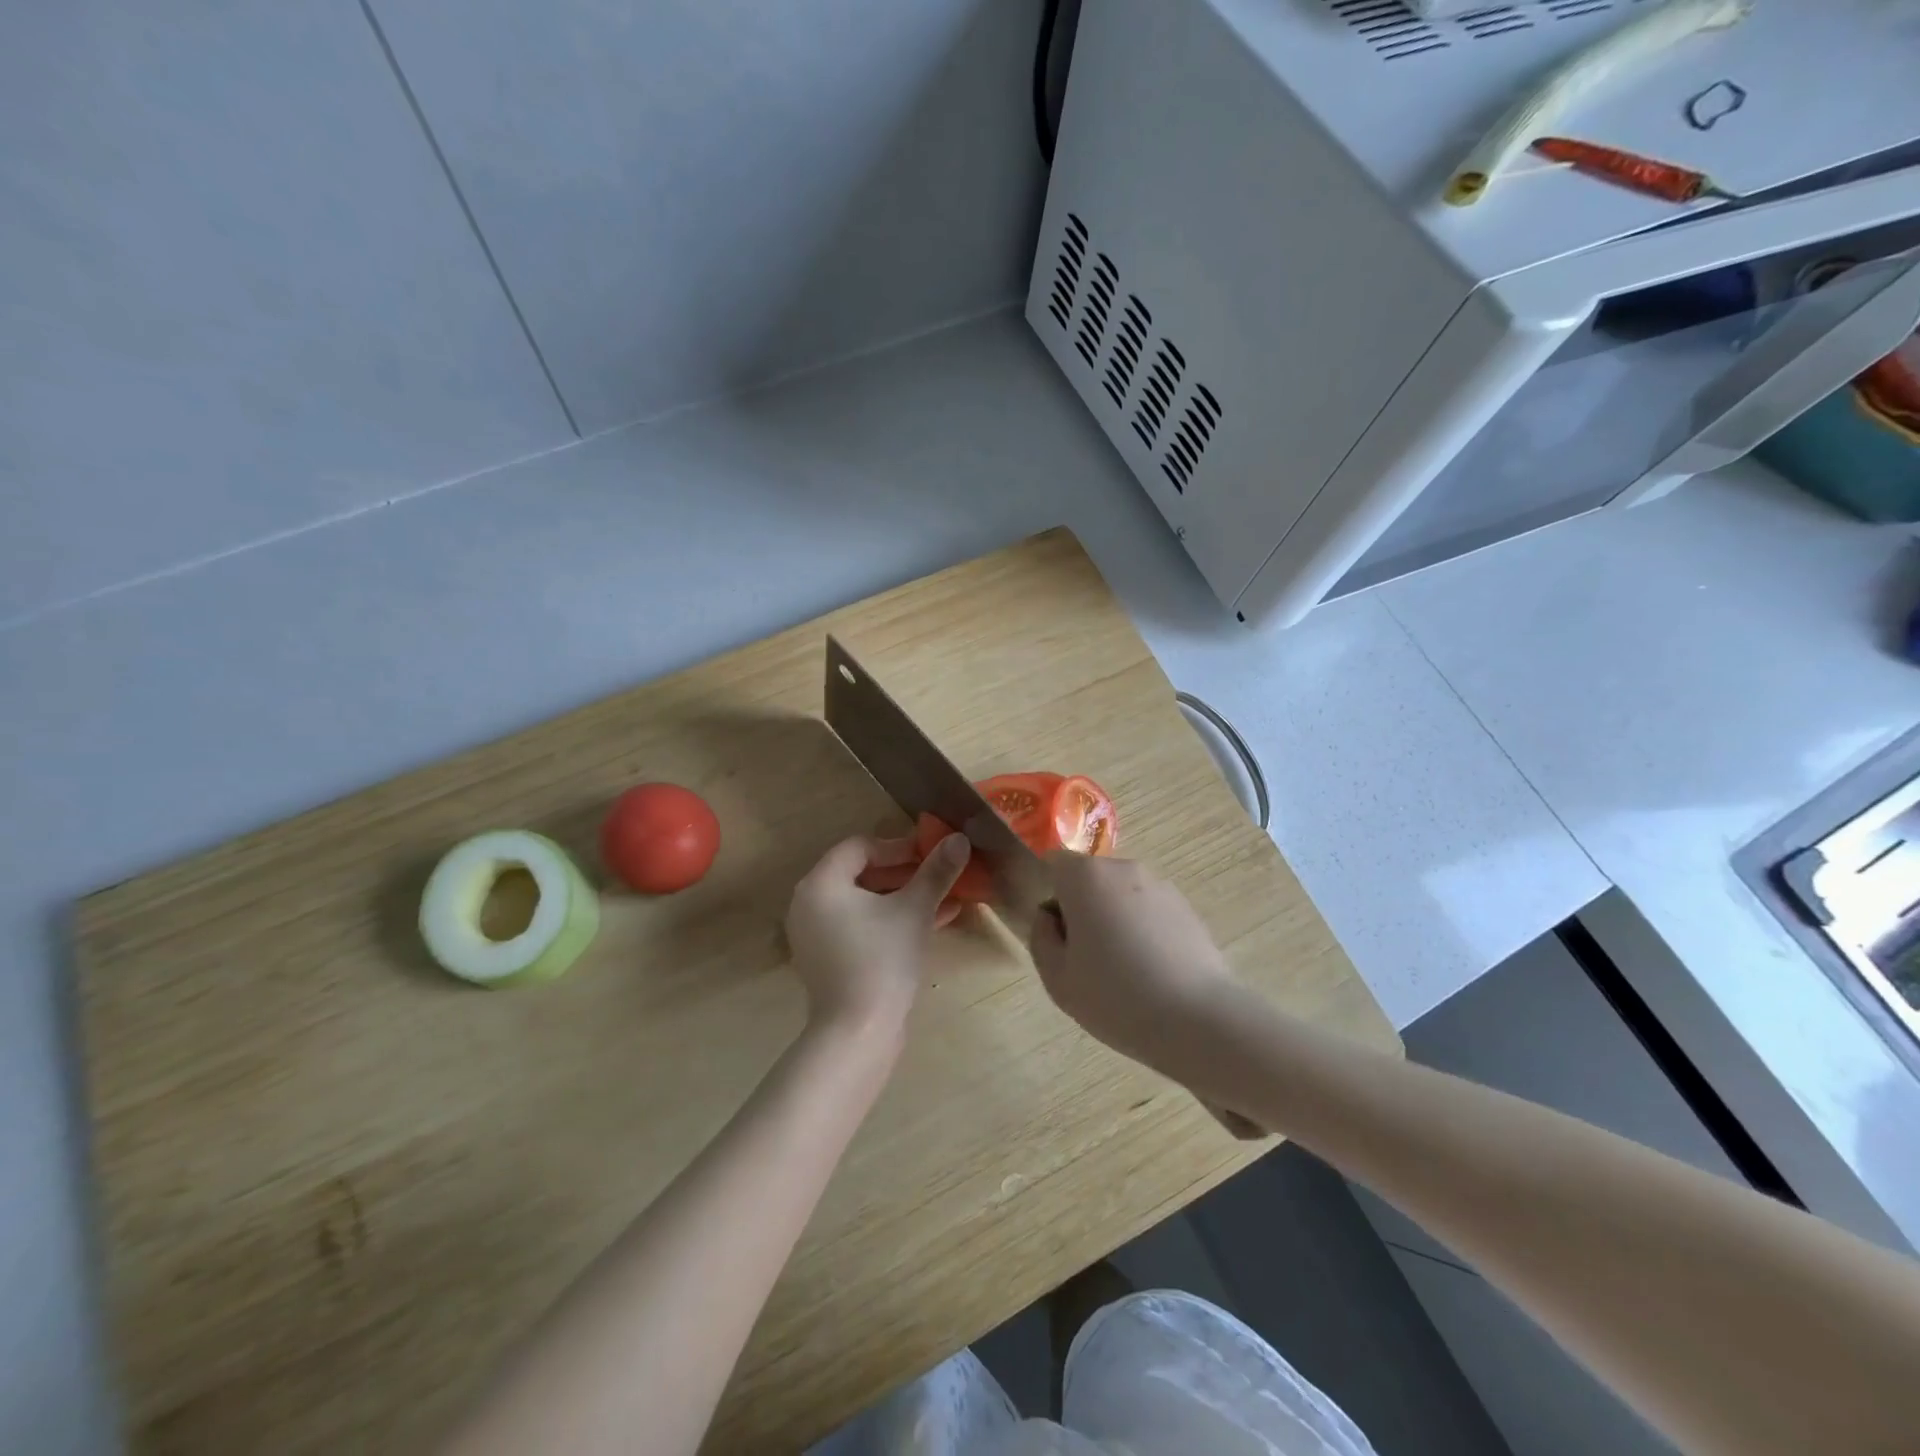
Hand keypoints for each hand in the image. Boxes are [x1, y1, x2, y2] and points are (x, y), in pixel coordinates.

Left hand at [785, 832, 969, 1040]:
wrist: (858, 1033)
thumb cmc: (882, 959)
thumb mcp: (914, 910)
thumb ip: (935, 872)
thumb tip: (960, 838)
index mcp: (821, 884)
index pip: (860, 847)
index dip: (898, 846)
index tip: (930, 854)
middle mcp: (809, 904)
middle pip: (861, 874)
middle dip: (904, 873)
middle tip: (938, 876)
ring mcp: (815, 935)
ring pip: (864, 903)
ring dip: (902, 897)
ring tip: (943, 899)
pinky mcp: (828, 960)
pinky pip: (860, 927)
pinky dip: (889, 921)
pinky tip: (932, 924)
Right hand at [1028, 855, 1240, 1087]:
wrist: (1198, 1020)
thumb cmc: (1116, 997)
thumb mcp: (1057, 979)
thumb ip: (1041, 937)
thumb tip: (1049, 916)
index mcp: (1086, 877)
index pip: (1054, 863)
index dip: (1048, 893)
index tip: (1055, 932)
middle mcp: (1123, 869)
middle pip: (1089, 878)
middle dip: (1082, 907)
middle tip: (1085, 957)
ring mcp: (1160, 885)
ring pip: (1120, 894)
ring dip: (1114, 918)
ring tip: (1123, 969)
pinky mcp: (1187, 907)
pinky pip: (1149, 910)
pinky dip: (1143, 929)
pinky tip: (1152, 971)